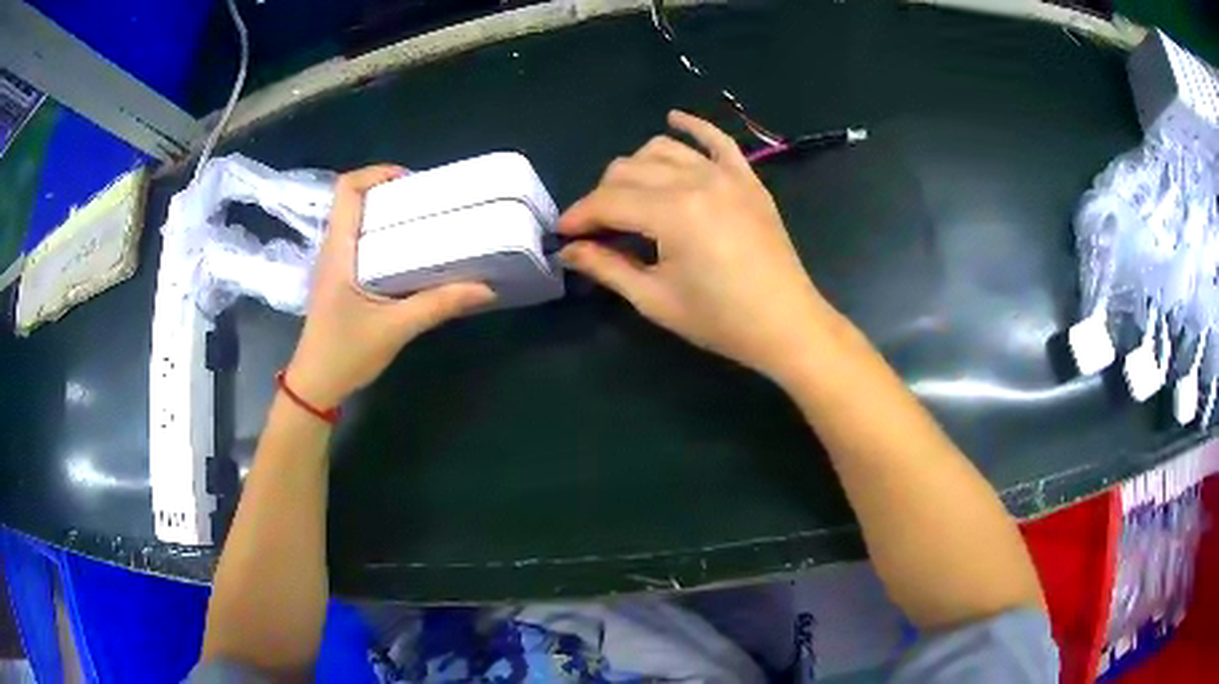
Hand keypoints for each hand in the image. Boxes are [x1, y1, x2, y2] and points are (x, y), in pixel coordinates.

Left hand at [286, 165, 495, 407]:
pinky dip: (384, 237)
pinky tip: (410, 255)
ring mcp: (334, 265)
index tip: (411, 181)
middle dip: (390, 192)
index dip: (376, 173)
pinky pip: (361, 243)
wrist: (316, 385)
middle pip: (354, 200)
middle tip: (428, 202)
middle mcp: (333, 249)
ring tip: (425, 222)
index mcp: (339, 249)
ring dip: (387, 214)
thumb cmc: (346, 353)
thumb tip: (485, 288)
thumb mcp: (396, 328)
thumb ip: (438, 304)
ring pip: (357, 221)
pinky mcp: (340, 280)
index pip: (346, 189)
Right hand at [559, 111, 837, 381]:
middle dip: (602, 196)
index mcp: (672, 213)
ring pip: (662, 150)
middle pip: (628, 170)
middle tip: (597, 228)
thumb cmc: (720, 320)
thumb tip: (568, 250)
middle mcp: (696, 181)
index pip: (607, 202)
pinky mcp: (747, 178)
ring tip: (628, 195)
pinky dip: (692, 126)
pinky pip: (716, 139)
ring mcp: (725, 174)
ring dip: (635, 167)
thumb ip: (607, 267)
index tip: (561, 234)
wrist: (786, 324)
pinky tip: (673, 118)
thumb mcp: (655, 299)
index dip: (578, 216)